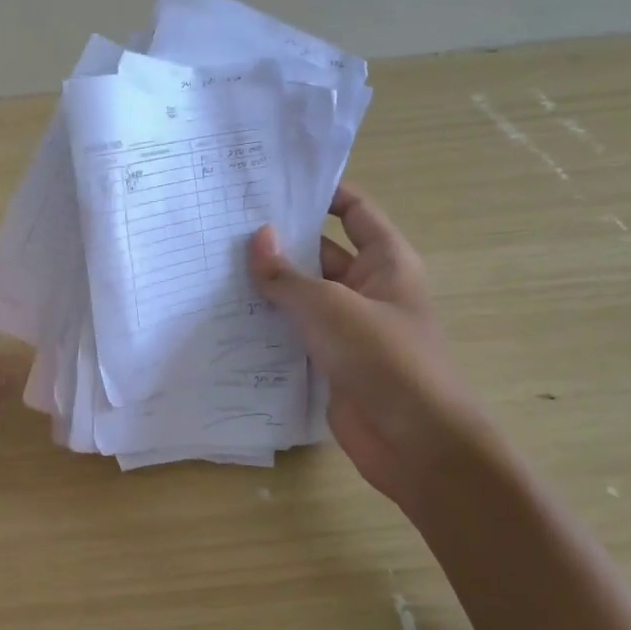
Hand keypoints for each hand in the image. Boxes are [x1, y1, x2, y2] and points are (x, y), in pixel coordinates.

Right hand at [248, 185, 489, 511]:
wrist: (417, 444)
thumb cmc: (384, 359)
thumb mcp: (330, 307)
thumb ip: (287, 274)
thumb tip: (256, 237)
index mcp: (386, 262)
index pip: (354, 211)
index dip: (323, 193)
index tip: (274, 185)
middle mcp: (368, 288)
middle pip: (320, 252)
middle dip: (279, 242)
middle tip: (224, 227)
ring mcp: (348, 327)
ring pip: (302, 295)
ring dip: (268, 286)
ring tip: (213, 266)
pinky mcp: (330, 361)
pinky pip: (294, 333)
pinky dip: (267, 325)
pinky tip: (226, 317)